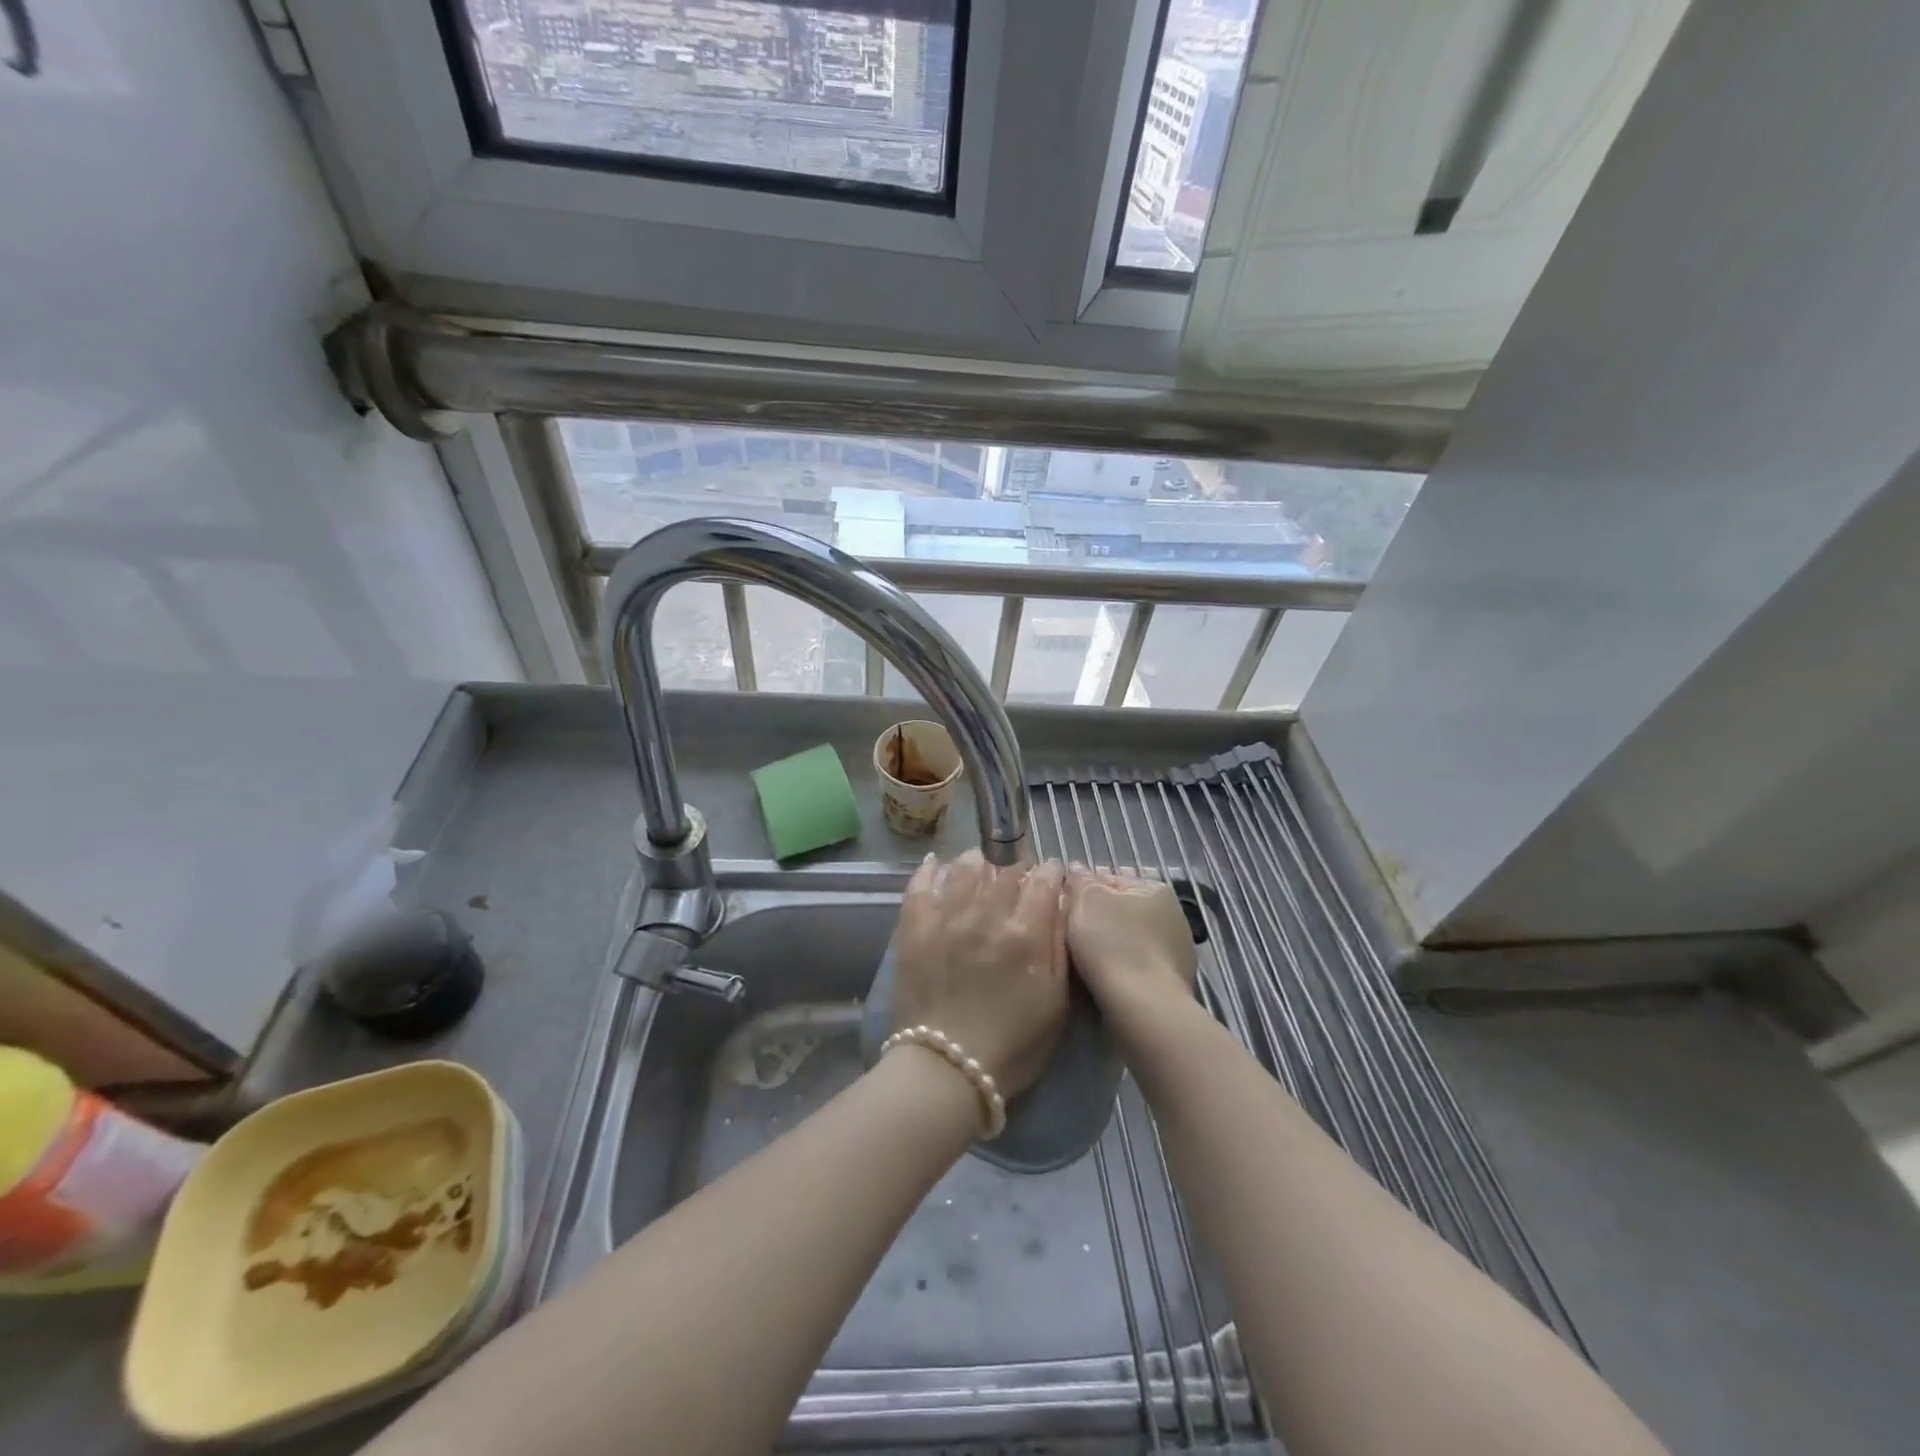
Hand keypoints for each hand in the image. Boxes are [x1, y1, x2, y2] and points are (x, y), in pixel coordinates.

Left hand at [890, 850, 1069, 1097]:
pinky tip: (937, 864)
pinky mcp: (914, 927)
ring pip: (966, 869)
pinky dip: (931, 870)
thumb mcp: (1056, 1001)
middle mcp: (987, 915)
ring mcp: (947, 917)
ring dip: (979, 862)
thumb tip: (1062, 903)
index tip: (1052, 874)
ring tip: (981, 865)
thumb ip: (1060, 946)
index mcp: (1026, 934)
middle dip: (1017, 869)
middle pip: (1006, 870)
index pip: (1043, 880)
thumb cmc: (1013, 1044)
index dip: (1050, 872)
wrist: (947, 1070)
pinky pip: (922, 884)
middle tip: (1018, 878)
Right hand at [1065, 869, 1198, 1033]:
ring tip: (1083, 963)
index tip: (1063, 911)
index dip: (1082, 893)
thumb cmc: (1112, 944)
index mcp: (1155, 888)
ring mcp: (1177, 951)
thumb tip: (1076, 869)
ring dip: (1110, 946)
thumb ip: (1080, 880)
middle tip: (1068, 936)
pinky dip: (1122, 970)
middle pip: (1121, 911)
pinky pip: (1138, 967)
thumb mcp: (1086, 900)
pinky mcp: (1174, 983)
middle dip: (1097, 920)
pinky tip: (1104, 982)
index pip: (1109, 880)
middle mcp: (1173, 915)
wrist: (1143, 1008)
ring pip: (1130, 940)